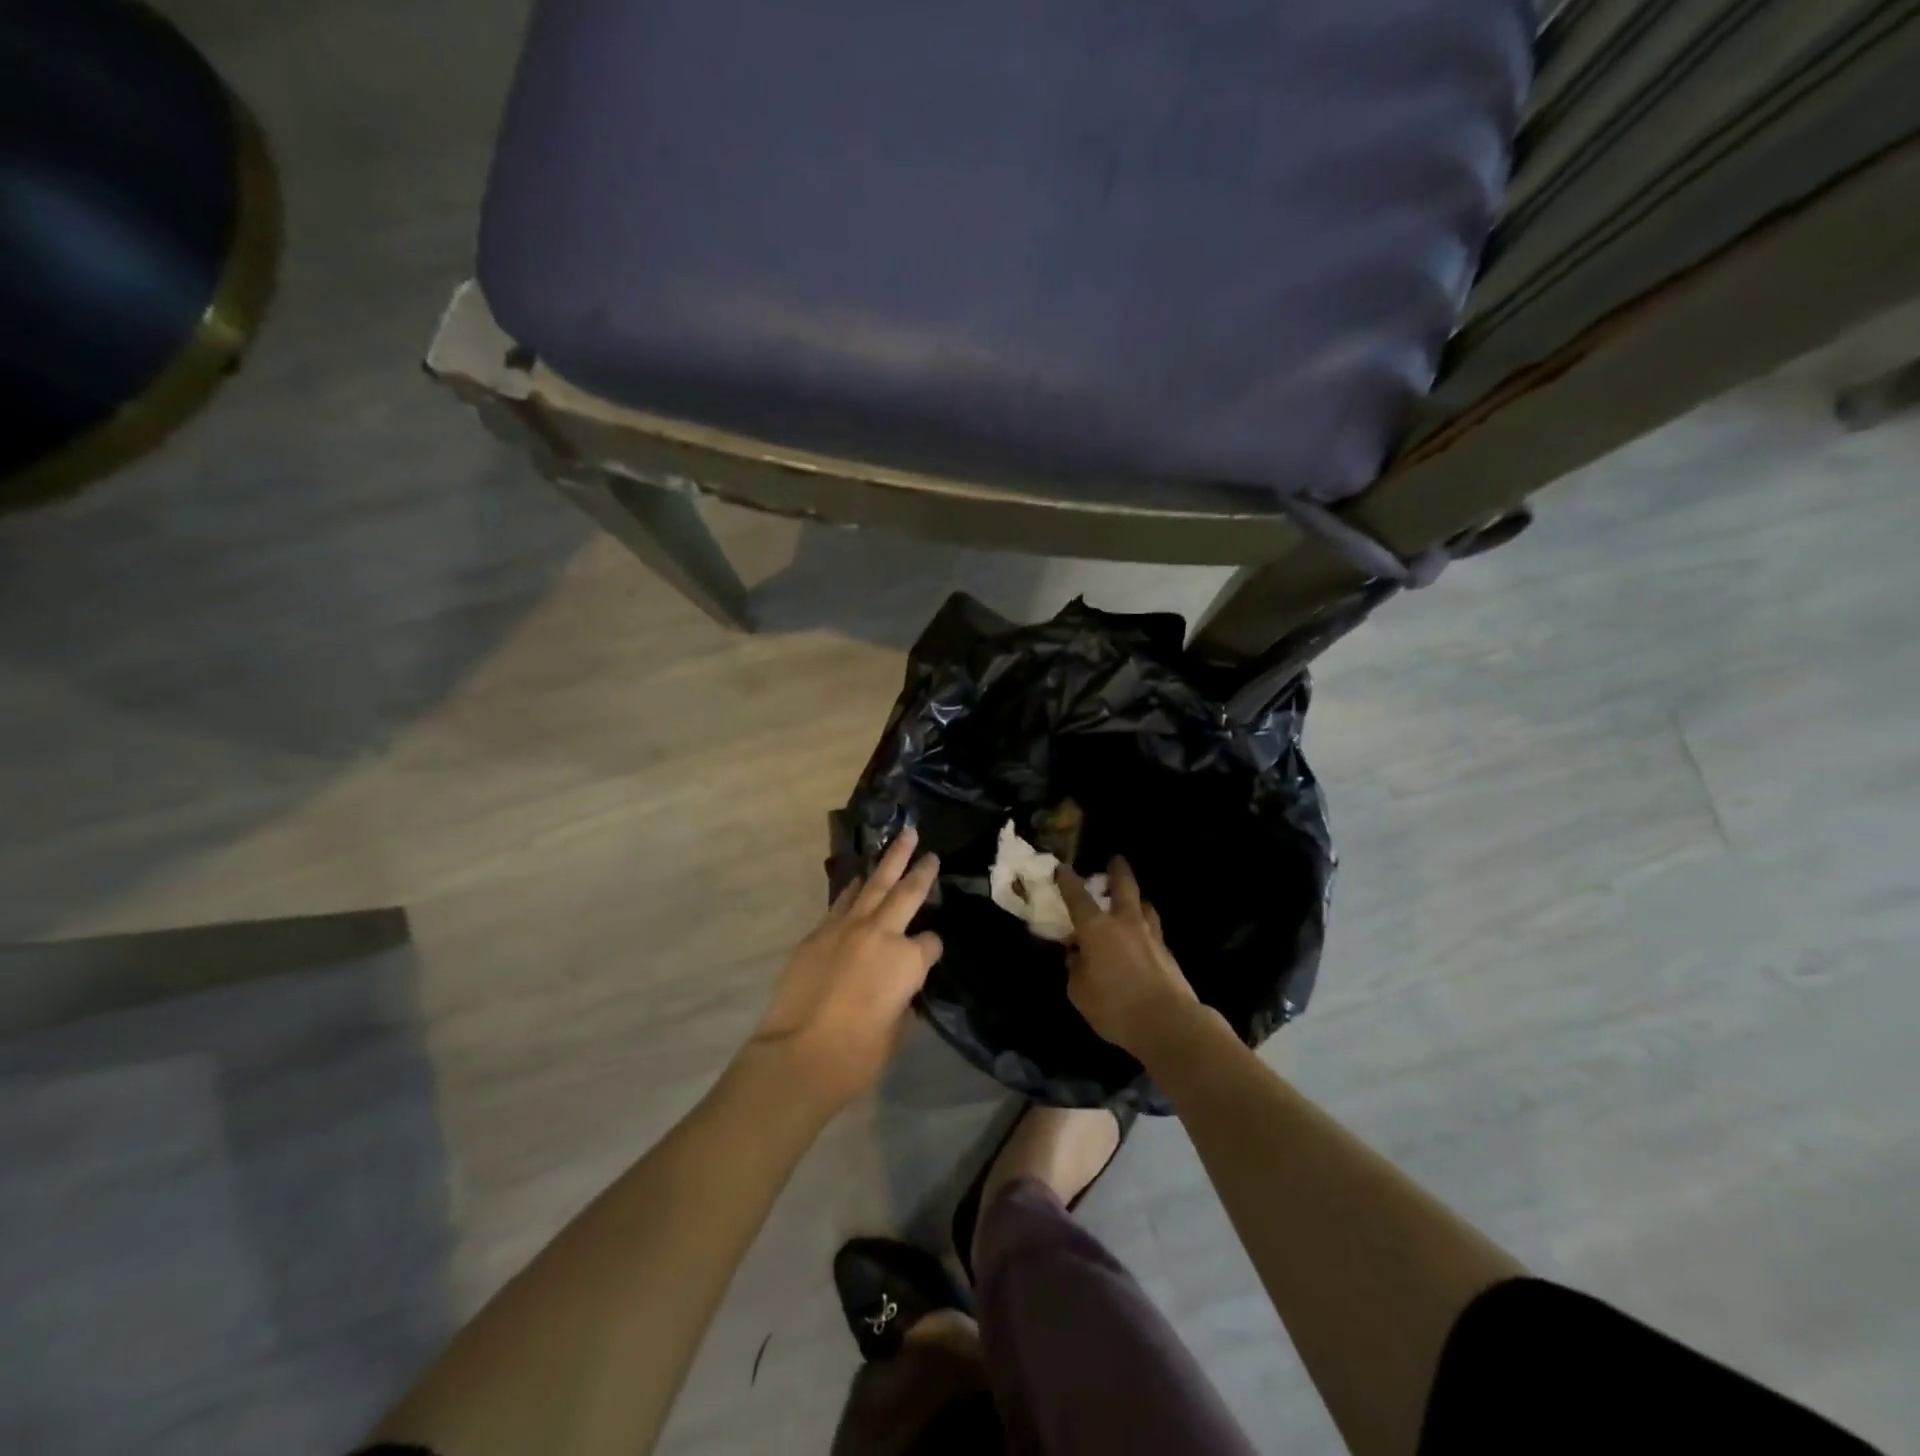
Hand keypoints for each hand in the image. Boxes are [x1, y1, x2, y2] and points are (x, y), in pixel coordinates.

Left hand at [744, 829, 943, 1114]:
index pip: (931, 943)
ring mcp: (848, 927)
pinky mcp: (818, 932)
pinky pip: (843, 901)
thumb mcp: (896, 1030)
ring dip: (890, 861)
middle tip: (928, 849)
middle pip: (908, 892)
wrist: (797, 1055)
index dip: (931, 950)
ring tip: (902, 839)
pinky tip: (860, 879)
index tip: (928, 957)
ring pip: (874, 884)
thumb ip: (903, 998)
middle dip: (921, 869)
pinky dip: (855, 888)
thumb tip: (899, 986)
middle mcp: (882, 933)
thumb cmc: (856, 1056)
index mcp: (909, 961)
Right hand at [1058, 858, 1200, 1060]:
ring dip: (1138, 900)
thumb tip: (1078, 956)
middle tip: (1116, 860)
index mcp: (1097, 929)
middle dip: (1118, 871)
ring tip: (1135, 901)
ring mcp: (1151, 936)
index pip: (1078, 897)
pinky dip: (1146, 929)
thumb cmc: (1114, 1006)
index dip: (1067, 881)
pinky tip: (1143, 939)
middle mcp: (1125, 923)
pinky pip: (1154, 932)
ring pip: (1145, 906)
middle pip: (1124, 887)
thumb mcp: (1079, 992)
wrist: (1167, 1022)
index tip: (1062, 867)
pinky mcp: (1168, 954)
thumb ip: (1076, 969)